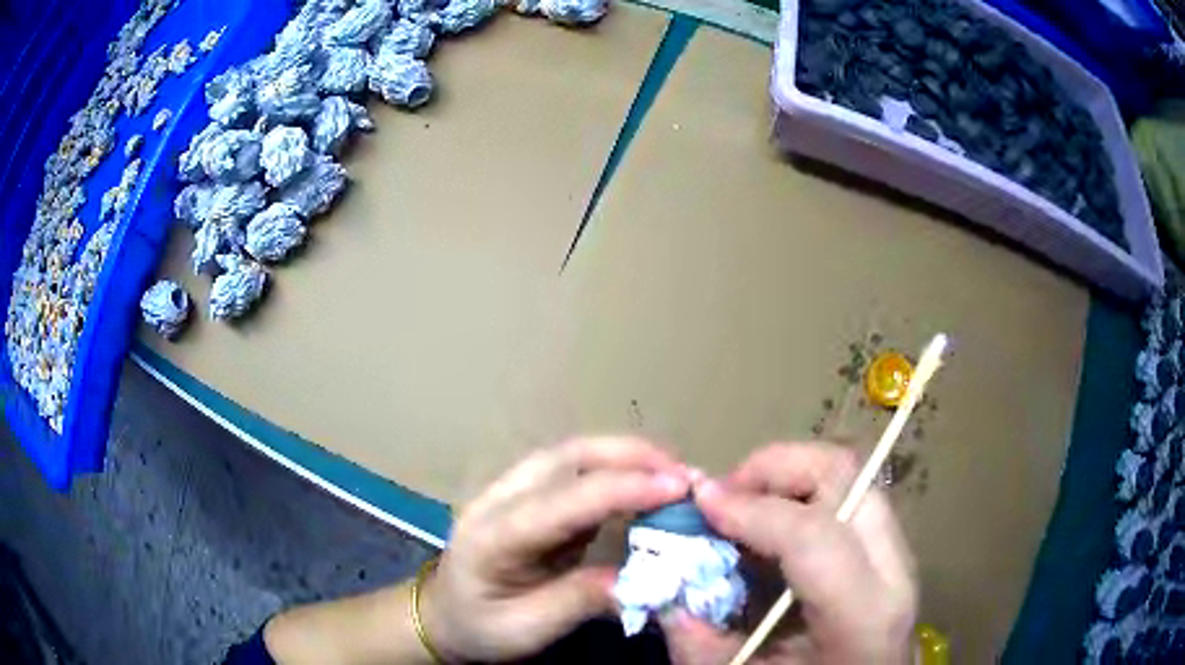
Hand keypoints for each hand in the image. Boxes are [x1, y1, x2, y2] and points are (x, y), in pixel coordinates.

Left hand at [421, 436, 691, 661]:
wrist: (442, 615)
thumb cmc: (479, 627)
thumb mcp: (526, 630)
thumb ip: (579, 602)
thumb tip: (641, 579)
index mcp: (492, 536)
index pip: (561, 500)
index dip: (622, 488)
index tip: (678, 487)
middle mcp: (500, 498)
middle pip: (567, 457)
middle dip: (631, 456)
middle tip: (686, 474)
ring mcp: (513, 491)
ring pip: (573, 455)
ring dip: (627, 457)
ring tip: (676, 474)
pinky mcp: (530, 495)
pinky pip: (577, 471)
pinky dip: (617, 470)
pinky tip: (647, 484)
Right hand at [662, 442, 916, 664]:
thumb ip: (698, 644)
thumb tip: (664, 587)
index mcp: (862, 616)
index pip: (814, 534)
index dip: (751, 509)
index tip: (700, 502)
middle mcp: (894, 570)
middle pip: (845, 475)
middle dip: (775, 468)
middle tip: (725, 497)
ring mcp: (898, 551)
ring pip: (849, 474)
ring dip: (787, 477)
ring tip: (743, 509)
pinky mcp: (890, 546)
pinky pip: (848, 494)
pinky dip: (802, 493)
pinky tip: (771, 528)